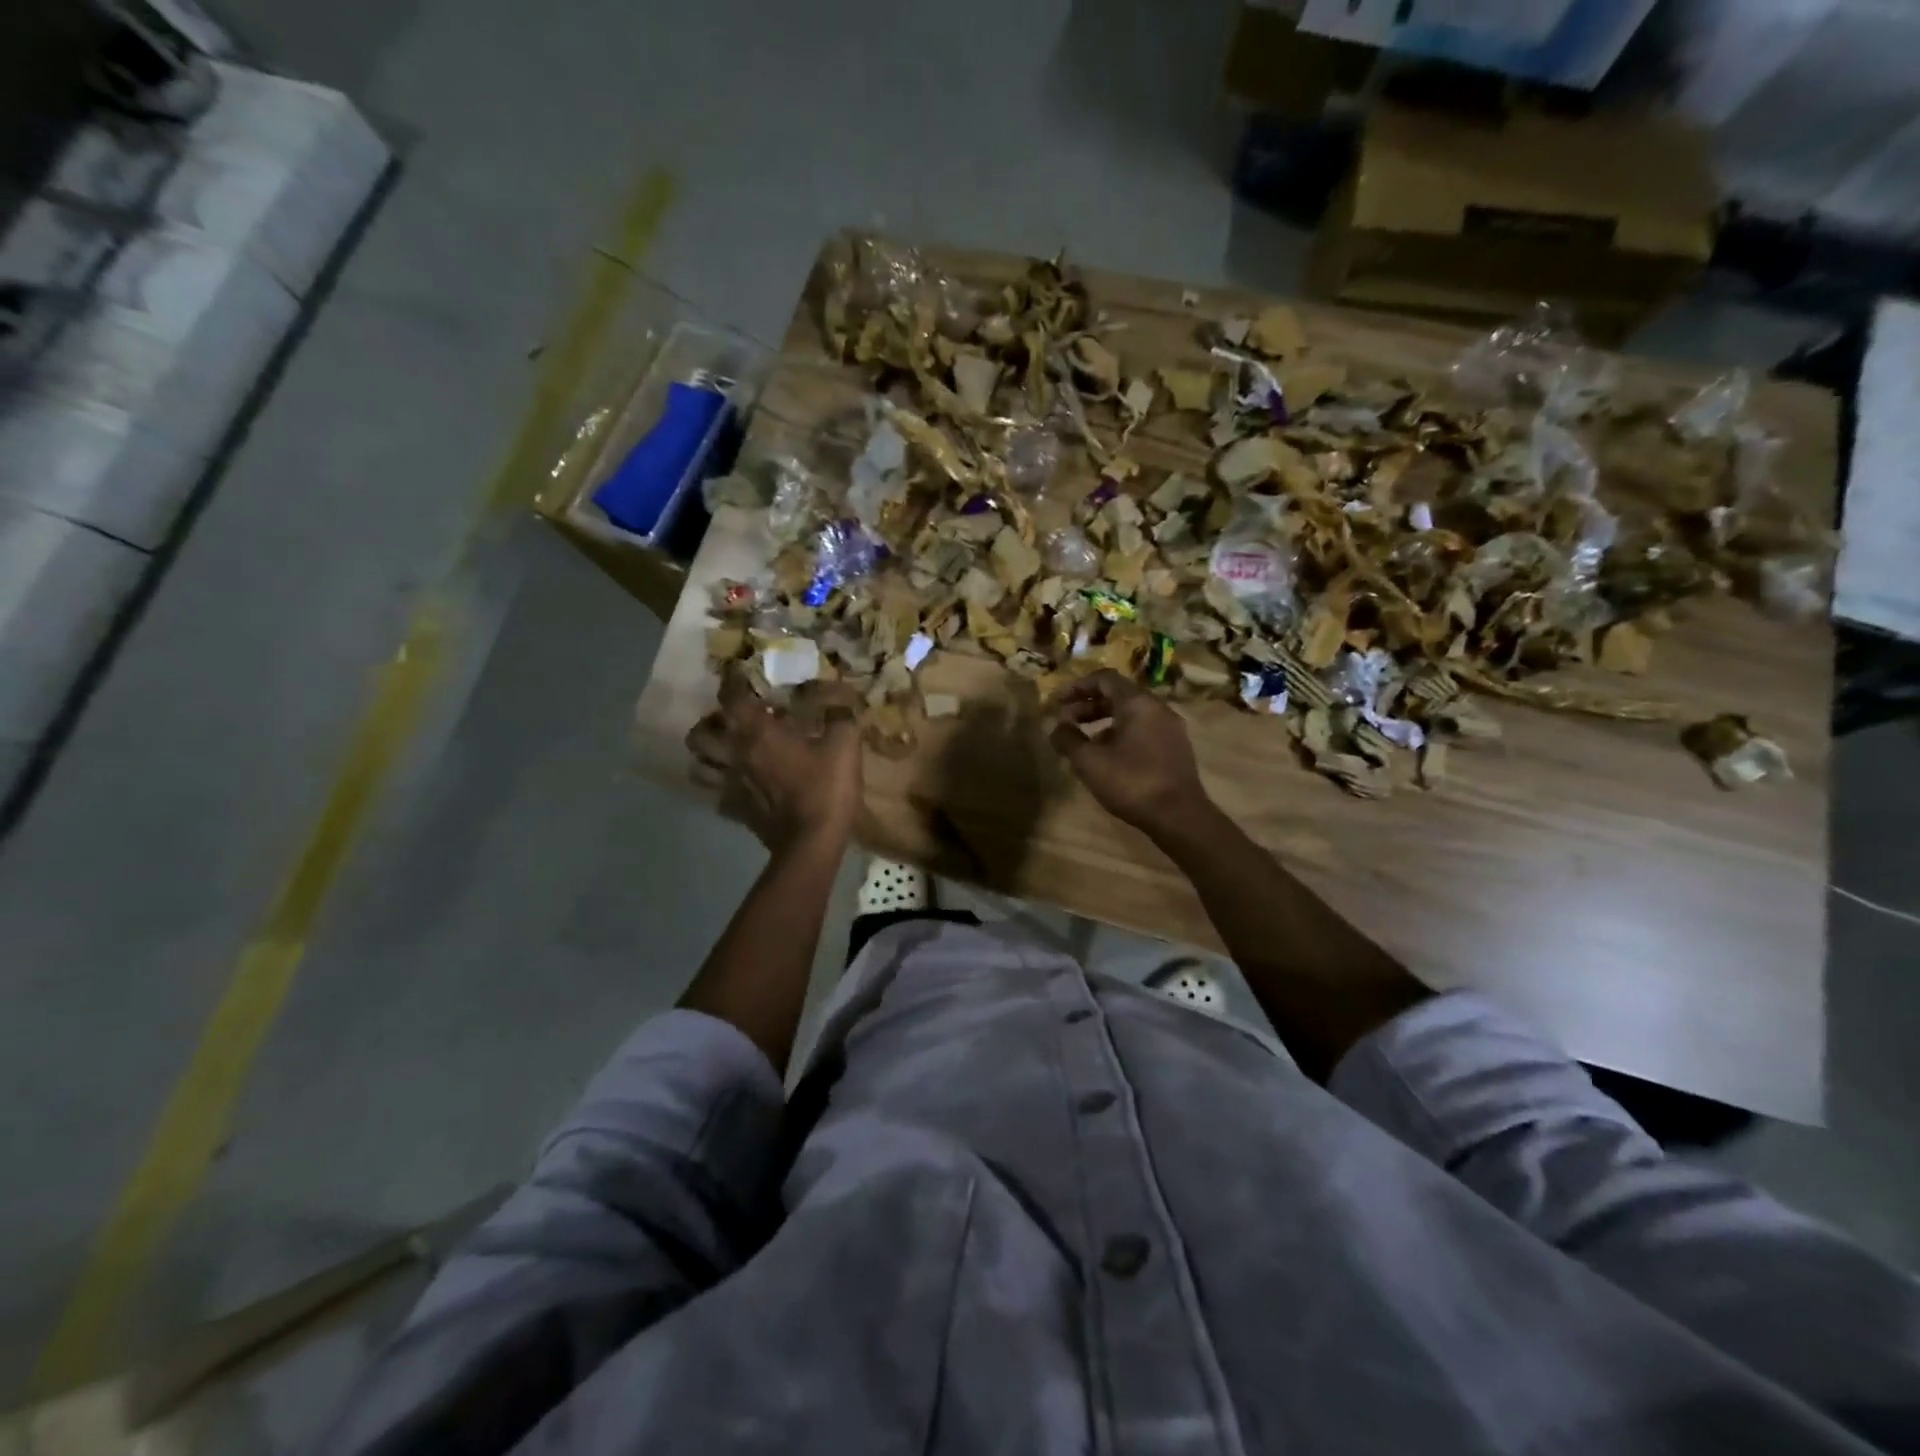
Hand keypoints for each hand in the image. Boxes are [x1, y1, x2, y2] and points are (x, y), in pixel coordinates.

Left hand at [686, 673, 863, 851]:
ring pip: (699, 766)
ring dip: (708, 755)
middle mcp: (734, 755)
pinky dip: (722, 786)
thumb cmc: (825, 788)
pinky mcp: (735, 812)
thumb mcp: (845, 744)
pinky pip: (717, 795)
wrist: (812, 844)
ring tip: (728, 751)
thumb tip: (838, 698)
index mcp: (757, 732)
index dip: (732, 680)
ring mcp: (730, 786)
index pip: (730, 697)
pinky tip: (741, 784)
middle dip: (710, 723)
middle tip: (732, 720)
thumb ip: (839, 715)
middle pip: (699, 734)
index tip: (740, 672)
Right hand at [1047, 670, 1207, 835]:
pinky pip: (1143, 729)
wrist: (1179, 816)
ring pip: (1131, 714)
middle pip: (1118, 695)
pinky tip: (1107, 757)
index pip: (1104, 678)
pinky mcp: (1175, 748)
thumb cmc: (1131, 782)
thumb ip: (1068, 739)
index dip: (1077, 686)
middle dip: (1088, 705)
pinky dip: (1120, 734)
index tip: (1057, 702)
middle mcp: (1157, 708)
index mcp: (1138, 702)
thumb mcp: (1089, 762)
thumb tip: (1056, 728)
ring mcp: (1170, 728)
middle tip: (1065, 721)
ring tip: (1082, 742)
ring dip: (1103, 721)